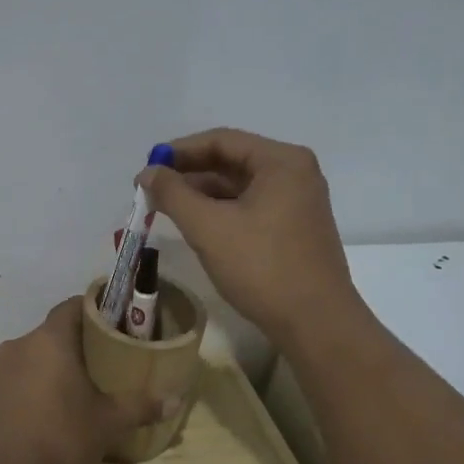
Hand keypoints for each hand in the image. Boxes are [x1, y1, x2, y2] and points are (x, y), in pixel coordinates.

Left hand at [0, 299, 162, 463]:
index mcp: (49, 340)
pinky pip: (11, 383)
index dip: (93, 310)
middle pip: (51, 334)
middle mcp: (18, 346)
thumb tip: (176, 401)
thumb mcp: (109, 423)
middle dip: (74, 346)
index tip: (112, 325)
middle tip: (99, 365)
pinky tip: (40, 418)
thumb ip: (141, 406)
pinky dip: (27, 391)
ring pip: (29, 359)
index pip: (72, 307)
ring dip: (48, 369)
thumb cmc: (61, 439)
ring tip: (70, 394)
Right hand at [139, 128, 361, 349]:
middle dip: (190, 174)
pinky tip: (197, 226)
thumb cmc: (262, 267)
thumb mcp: (208, 227)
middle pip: (232, 161)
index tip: (148, 167)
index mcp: (282, 161)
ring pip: (240, 187)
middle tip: (152, 190)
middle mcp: (295, 173)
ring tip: (166, 209)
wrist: (316, 323)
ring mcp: (298, 202)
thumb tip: (148, 173)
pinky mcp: (295, 228)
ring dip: (203, 194)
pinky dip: (222, 212)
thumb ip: (173, 194)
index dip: (179, 151)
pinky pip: (251, 207)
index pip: (222, 140)